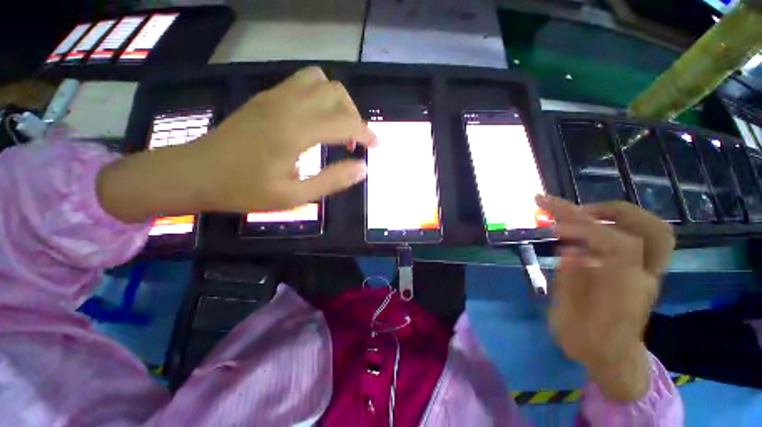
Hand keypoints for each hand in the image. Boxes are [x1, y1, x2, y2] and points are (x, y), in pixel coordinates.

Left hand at [97, 67, 374, 222]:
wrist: (195, 173)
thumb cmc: (244, 189)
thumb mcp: (293, 196)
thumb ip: (331, 180)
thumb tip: (362, 169)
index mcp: (295, 131)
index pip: (346, 121)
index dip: (367, 133)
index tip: (376, 147)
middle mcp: (288, 105)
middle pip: (337, 93)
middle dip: (355, 116)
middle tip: (354, 143)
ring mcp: (275, 96)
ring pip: (321, 80)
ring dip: (338, 102)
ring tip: (337, 127)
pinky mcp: (266, 97)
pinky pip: (302, 82)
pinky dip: (320, 96)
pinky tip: (316, 120)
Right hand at [536, 195, 674, 400]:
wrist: (612, 359)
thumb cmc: (586, 343)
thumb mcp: (567, 318)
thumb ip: (570, 282)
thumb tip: (569, 250)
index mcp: (625, 294)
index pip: (620, 245)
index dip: (586, 228)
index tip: (553, 224)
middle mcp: (644, 278)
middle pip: (651, 230)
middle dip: (611, 211)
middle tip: (575, 210)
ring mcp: (648, 274)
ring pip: (653, 230)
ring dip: (617, 214)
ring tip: (582, 214)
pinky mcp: (641, 271)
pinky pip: (640, 237)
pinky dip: (616, 224)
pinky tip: (588, 228)